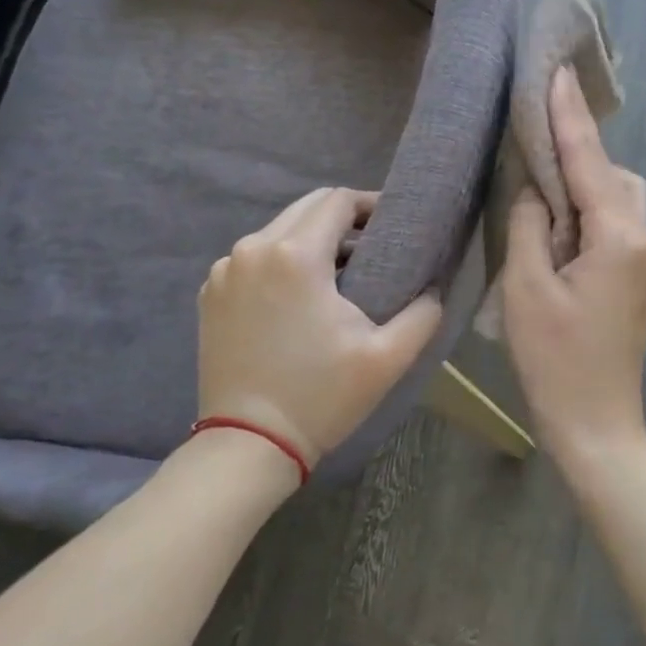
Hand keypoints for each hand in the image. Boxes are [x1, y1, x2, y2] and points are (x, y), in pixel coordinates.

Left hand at [198, 188, 443, 467]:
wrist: (248, 445)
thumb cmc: (321, 396)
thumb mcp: (389, 357)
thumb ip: (424, 312)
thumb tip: (435, 288)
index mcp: (295, 255)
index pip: (338, 201)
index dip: (371, 203)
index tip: (394, 223)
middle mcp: (252, 249)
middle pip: (306, 208)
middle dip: (343, 217)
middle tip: (374, 244)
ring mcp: (225, 272)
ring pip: (278, 231)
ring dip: (312, 238)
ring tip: (342, 270)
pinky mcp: (211, 294)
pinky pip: (254, 258)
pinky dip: (281, 261)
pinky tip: (301, 293)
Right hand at [502, 66, 645, 456]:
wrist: (596, 425)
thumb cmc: (555, 360)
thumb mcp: (527, 287)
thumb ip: (531, 224)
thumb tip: (539, 191)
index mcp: (619, 239)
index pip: (589, 162)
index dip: (569, 116)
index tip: (558, 72)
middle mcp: (645, 241)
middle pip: (616, 177)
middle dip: (580, 157)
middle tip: (535, 151)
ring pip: (620, 201)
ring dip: (585, 189)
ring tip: (543, 198)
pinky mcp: (641, 281)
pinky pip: (618, 228)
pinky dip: (591, 216)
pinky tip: (562, 228)